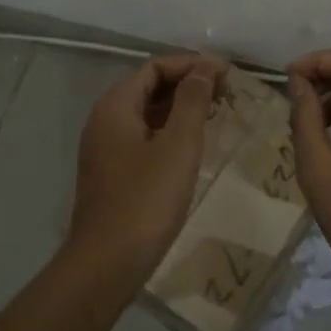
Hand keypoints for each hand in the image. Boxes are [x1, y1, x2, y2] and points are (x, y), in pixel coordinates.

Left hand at [66, 53, 224, 290]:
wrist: (105, 265)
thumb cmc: (145, 200)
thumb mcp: (178, 145)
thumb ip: (192, 100)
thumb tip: (204, 66)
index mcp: (116, 105)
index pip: (156, 67)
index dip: (192, 65)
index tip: (226, 74)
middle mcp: (105, 119)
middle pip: (149, 86)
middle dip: (188, 84)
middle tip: (225, 93)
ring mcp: (104, 148)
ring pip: (146, 113)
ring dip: (180, 108)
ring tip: (215, 114)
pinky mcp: (111, 172)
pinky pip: (142, 136)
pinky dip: (168, 131)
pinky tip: (191, 145)